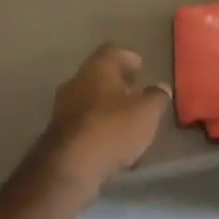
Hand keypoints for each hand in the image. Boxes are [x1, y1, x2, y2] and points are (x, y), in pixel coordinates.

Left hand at [40, 43, 171, 193]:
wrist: (69, 166)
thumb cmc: (112, 128)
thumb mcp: (147, 112)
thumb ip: (156, 97)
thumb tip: (161, 88)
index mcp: (97, 69)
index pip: (112, 51)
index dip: (128, 57)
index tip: (140, 66)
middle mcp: (76, 82)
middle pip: (98, 75)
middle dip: (117, 83)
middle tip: (135, 91)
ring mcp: (62, 108)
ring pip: (89, 99)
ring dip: (106, 106)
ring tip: (126, 120)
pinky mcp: (57, 133)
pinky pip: (82, 123)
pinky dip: (97, 127)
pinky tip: (111, 142)